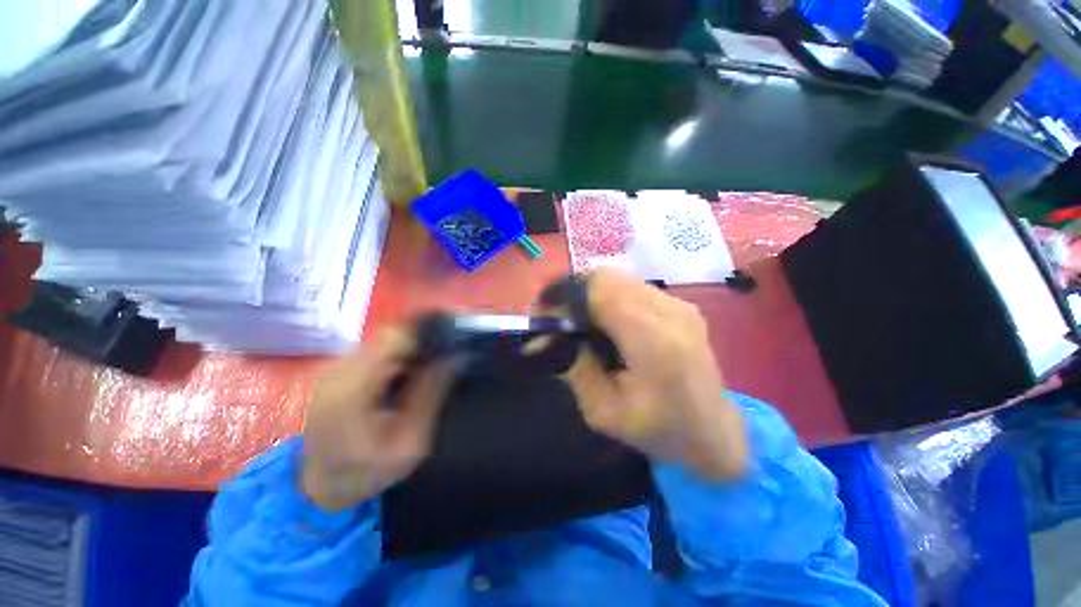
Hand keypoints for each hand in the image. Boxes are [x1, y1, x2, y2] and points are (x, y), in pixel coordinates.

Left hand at [301, 328, 456, 510]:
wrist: (320, 486)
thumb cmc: (369, 470)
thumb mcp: (412, 440)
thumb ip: (432, 393)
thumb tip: (456, 355)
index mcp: (353, 389)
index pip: (395, 337)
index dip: (425, 334)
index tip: (449, 342)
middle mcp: (337, 369)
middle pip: (389, 336)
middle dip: (419, 343)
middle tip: (441, 361)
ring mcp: (331, 367)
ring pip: (382, 340)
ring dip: (406, 350)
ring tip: (422, 372)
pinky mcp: (332, 369)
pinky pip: (372, 349)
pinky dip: (392, 357)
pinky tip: (400, 378)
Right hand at [561, 270, 747, 479]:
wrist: (714, 434)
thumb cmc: (658, 430)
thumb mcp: (602, 411)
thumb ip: (574, 366)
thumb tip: (546, 335)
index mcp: (654, 341)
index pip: (599, 291)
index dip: (563, 296)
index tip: (542, 315)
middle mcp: (670, 311)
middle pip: (607, 277)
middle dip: (572, 292)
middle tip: (556, 318)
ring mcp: (679, 304)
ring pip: (618, 279)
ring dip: (589, 294)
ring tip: (578, 321)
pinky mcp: (681, 305)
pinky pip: (632, 287)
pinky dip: (608, 297)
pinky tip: (605, 323)